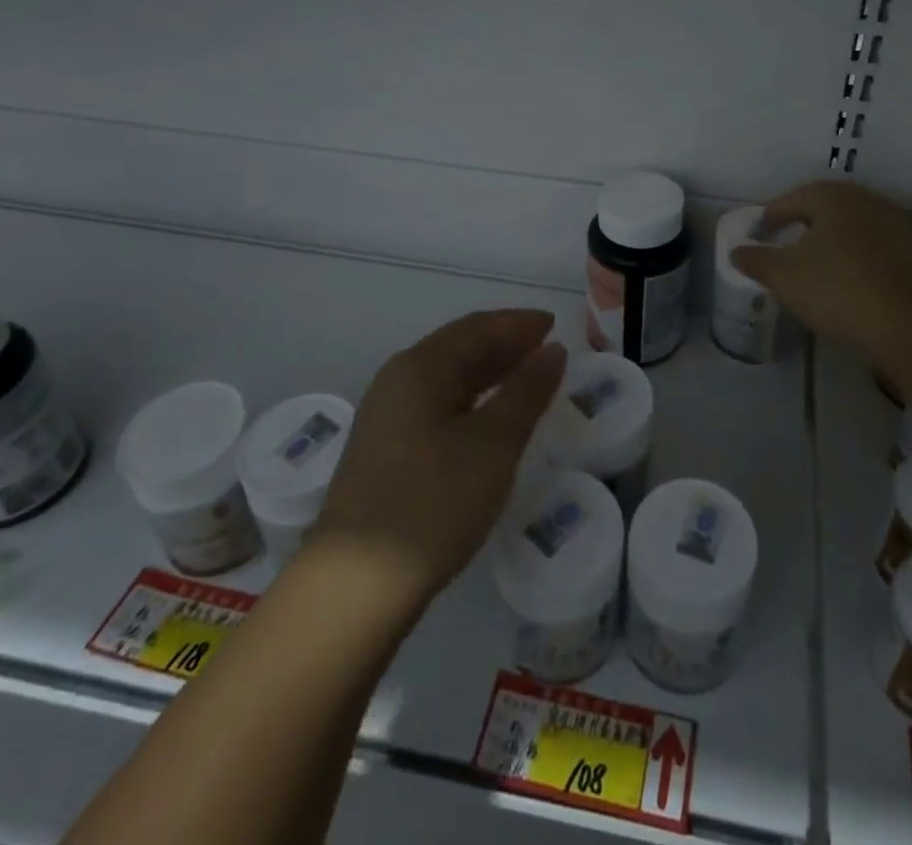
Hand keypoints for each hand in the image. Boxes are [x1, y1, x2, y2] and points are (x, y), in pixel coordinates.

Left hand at [312, 310, 566, 610]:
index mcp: (420, 367)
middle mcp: (398, 380)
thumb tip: (553, 351)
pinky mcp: (386, 449)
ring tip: (528, 379)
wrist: (355, 587)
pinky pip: (438, 404)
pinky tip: (491, 418)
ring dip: (490, 372)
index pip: (477, 328)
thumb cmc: (433, 503)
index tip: (555, 325)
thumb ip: (527, 392)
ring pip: (448, 377)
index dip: (519, 323)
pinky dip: (472, 400)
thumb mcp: (493, 445)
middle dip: (506, 344)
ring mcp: (387, 416)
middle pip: (460, 347)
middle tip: (548, 351)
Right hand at [731, 181, 911, 369]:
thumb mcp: (783, 276)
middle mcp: (866, 200)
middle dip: (804, 222)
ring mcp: (896, 224)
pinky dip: (858, 255)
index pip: (792, 199)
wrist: (908, 325)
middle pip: (826, 207)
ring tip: (817, 260)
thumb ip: (755, 260)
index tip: (759, 232)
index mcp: (832, 196)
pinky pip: (875, 246)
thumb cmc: (837, 289)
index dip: (771, 215)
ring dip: (833, 238)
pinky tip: (849, 277)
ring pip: (854, 225)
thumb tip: (736, 251)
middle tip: (785, 241)